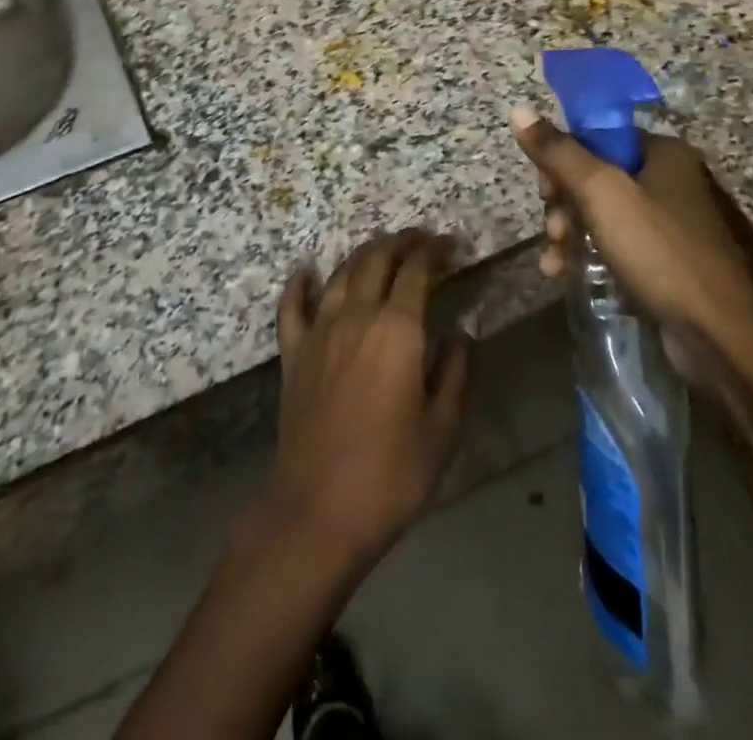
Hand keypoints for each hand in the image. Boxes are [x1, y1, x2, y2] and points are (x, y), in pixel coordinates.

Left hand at [262, 230, 470, 570]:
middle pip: (377, 259)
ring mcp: (319, 331)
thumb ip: (457, 371)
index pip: (417, 270)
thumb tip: (460, 333)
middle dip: (402, 241)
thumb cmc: (391, 474)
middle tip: (422, 240)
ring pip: (341, 274)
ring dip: (364, 254)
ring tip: (382, 250)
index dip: (435, 250)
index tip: (451, 245)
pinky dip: (301, 283)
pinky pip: (292, 306)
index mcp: (398, 330)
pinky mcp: (294, 353)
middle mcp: (356, 316)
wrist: (318, 511)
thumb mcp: (443, 428)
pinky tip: (307, 270)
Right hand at [510, 108, 752, 352]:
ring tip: (554, 261)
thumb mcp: (601, 193)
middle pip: (594, 175)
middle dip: (562, 203)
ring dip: (568, 232)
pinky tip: (563, 273)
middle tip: (552, 229)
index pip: (597, 136)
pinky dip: (586, 253)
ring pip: (599, 212)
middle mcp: (668, 179)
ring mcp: (667, 221)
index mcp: (662, 152)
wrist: (716, 334)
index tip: (544, 189)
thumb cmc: (657, 250)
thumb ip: (559, 152)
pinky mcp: (663, 258)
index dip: (562, 158)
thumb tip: (519, 110)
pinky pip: (614, 242)